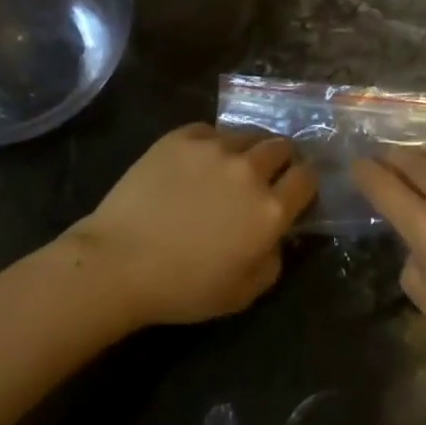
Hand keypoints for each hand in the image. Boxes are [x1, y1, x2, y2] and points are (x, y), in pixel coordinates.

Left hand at [73, 124, 317, 327]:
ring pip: (247, 135)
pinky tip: (194, 164)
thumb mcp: (243, 293)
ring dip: (246, 150)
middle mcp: (250, 170)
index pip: (307, 178)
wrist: (117, 263)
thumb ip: (274, 260)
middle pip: (282, 147)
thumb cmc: (182, 287)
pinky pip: (210, 131)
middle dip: (280, 160)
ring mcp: (215, 148)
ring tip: (227, 167)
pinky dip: (211, 144)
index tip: (293, 191)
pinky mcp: (182, 137)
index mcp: (271, 209)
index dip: (304, 183)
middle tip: (263, 177)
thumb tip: (277, 235)